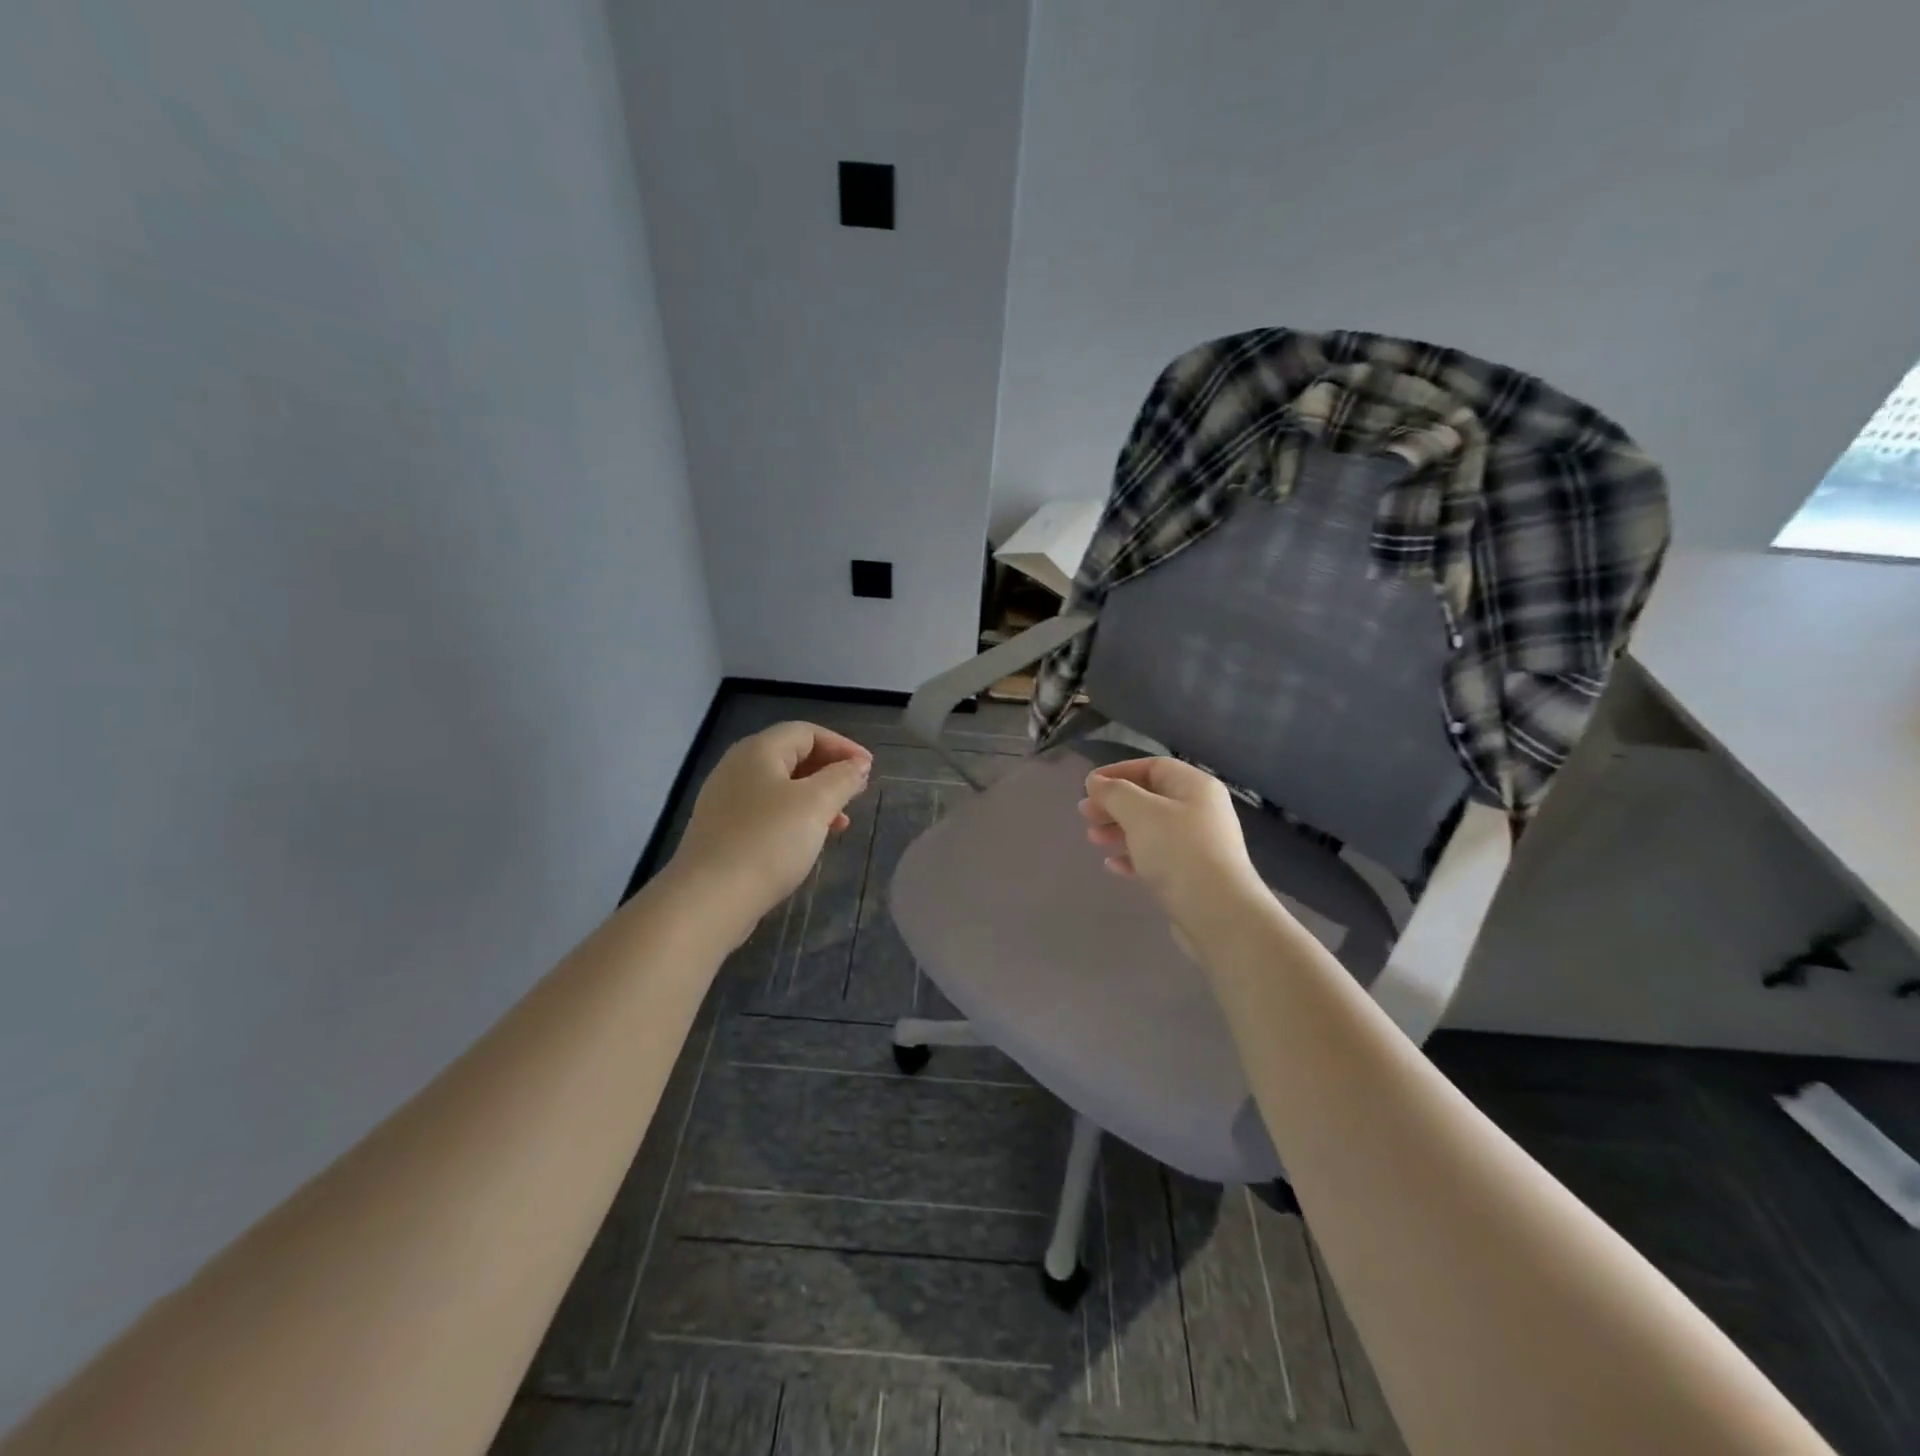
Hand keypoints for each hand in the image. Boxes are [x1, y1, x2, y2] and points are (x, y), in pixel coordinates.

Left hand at [668, 722, 871, 930]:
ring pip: (781, 787)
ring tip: (840, 823)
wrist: (709, 899)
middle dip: (830, 772)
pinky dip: (795, 818)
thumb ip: (842, 779)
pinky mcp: (723, 831)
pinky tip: (809, 842)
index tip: (869, 770)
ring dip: (816, 799)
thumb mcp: (816, 804)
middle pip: (792, 756)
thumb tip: (858, 765)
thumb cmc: (768, 841)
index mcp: (758, 750)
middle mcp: (737, 768)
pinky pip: (767, 812)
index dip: (843, 746)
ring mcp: (726, 801)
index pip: (807, 732)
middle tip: (857, 794)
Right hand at [1079, 757, 1263, 937]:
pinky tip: (1112, 866)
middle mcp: (1200, 811)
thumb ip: (1114, 792)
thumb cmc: (1178, 852)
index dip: (1118, 772)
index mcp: (1195, 787)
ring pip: (1151, 829)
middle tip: (1085, 814)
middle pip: (1150, 798)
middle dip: (1114, 804)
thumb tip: (1096, 781)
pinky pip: (1157, 857)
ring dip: (1119, 830)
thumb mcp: (1140, 813)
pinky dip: (1133, 857)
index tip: (1088, 786)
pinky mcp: (1192, 875)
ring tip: (1093, 839)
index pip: (1153, 767)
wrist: (1218, 914)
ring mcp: (1198, 845)